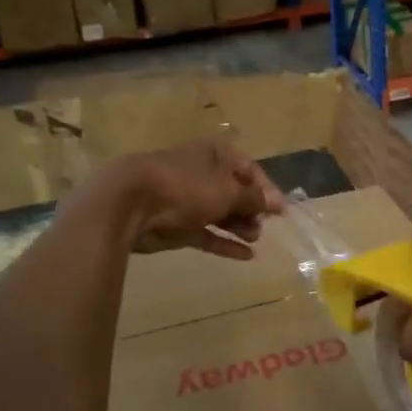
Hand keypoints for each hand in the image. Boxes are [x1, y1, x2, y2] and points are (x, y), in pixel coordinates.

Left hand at [110, 140, 283, 259]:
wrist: (130, 204)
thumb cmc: (186, 186)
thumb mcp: (227, 190)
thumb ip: (254, 199)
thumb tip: (276, 203)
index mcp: (214, 154)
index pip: (248, 169)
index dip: (266, 189)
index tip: (281, 210)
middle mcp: (202, 173)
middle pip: (234, 192)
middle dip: (252, 209)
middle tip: (265, 225)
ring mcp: (187, 200)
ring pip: (220, 213)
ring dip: (240, 226)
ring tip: (255, 238)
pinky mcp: (176, 226)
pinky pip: (207, 234)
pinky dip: (225, 243)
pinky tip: (247, 256)